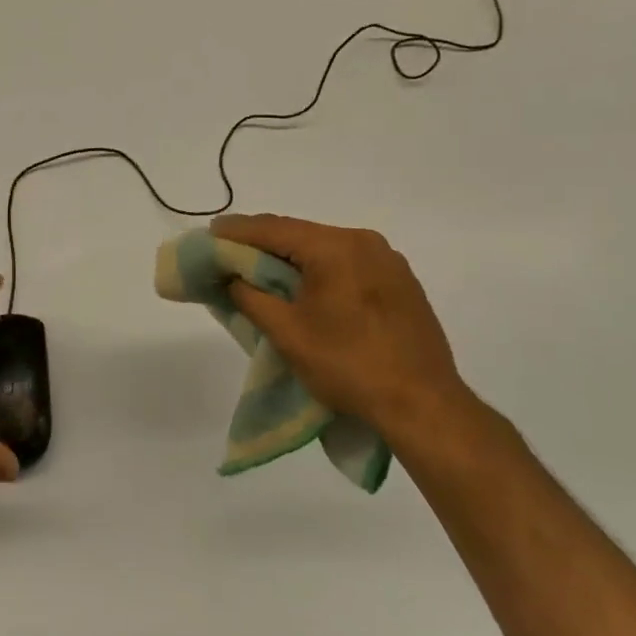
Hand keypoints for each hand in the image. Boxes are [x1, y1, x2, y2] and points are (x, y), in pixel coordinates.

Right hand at [211, 214, 476, 443]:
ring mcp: (388, 262)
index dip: (238, 230)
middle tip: (230, 252)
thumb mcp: (287, 333)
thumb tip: (232, 278)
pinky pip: (348, 265)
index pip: (275, 229)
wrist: (423, 406)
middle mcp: (365, 242)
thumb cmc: (348, 366)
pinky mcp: (401, 284)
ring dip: (292, 258)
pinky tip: (305, 288)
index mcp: (336, 247)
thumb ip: (251, 297)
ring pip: (325, 250)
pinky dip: (320, 270)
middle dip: (263, 243)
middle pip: (301, 235)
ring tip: (261, 270)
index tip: (211, 231)